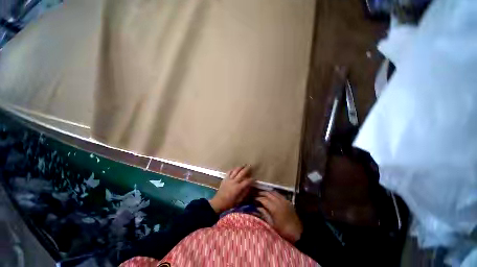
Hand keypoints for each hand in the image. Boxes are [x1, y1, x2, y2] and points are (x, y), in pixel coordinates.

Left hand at [209, 165, 253, 213]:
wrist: (218, 202)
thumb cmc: (230, 203)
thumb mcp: (239, 200)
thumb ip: (245, 193)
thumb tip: (249, 187)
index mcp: (238, 188)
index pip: (247, 181)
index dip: (251, 179)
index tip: (254, 178)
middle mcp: (234, 182)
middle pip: (242, 173)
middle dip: (247, 169)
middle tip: (250, 166)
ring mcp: (229, 179)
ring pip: (235, 171)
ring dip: (240, 167)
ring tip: (244, 165)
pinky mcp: (225, 179)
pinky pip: (229, 172)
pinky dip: (233, 169)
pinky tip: (235, 168)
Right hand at [256, 191, 302, 242]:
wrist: (298, 232)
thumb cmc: (283, 230)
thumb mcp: (272, 225)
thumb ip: (264, 214)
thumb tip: (258, 208)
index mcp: (274, 207)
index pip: (263, 199)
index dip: (258, 198)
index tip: (254, 199)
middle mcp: (278, 201)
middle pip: (268, 194)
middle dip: (262, 193)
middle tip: (257, 195)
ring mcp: (284, 200)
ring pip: (274, 192)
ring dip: (268, 192)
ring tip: (263, 194)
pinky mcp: (288, 201)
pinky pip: (279, 194)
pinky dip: (274, 194)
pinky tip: (272, 196)